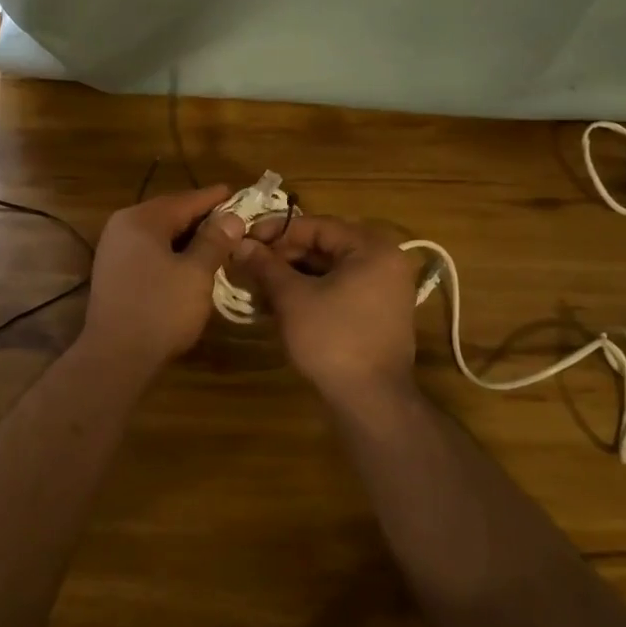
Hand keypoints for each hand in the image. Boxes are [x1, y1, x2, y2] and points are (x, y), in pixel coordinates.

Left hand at [81, 186, 245, 369]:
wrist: (115, 356)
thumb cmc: (160, 310)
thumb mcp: (195, 273)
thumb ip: (214, 241)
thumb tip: (232, 217)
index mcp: (141, 219)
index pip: (185, 200)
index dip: (215, 198)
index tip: (239, 193)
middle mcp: (122, 226)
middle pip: (170, 214)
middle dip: (202, 218)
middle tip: (234, 220)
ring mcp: (113, 249)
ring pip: (159, 234)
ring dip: (188, 237)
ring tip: (219, 242)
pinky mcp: (113, 272)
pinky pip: (148, 251)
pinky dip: (171, 252)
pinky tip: (191, 263)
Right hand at [229, 216, 419, 402]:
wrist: (371, 400)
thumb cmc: (332, 339)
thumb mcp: (292, 298)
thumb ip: (266, 265)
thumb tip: (240, 244)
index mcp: (371, 248)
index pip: (316, 226)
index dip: (276, 232)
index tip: (244, 241)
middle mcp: (385, 261)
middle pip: (324, 246)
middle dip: (284, 255)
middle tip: (249, 264)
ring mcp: (385, 289)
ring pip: (330, 269)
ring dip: (293, 274)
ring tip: (259, 284)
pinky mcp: (378, 313)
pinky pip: (340, 288)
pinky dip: (311, 291)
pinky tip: (281, 302)